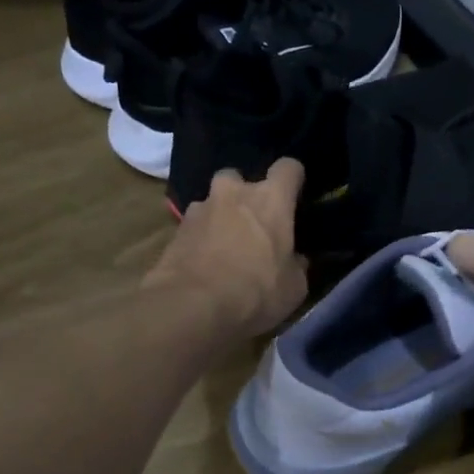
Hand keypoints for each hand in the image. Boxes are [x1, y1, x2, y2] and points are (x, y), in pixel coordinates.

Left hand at [144, 159, 307, 336]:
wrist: (193, 305)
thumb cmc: (256, 292)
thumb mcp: (294, 287)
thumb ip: (297, 265)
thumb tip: (295, 259)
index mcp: (271, 200)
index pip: (288, 168)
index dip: (294, 179)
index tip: (295, 195)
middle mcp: (234, 193)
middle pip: (241, 178)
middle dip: (246, 195)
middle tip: (253, 224)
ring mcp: (200, 208)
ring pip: (213, 201)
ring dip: (221, 217)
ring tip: (225, 247)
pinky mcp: (176, 229)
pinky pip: (195, 226)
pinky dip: (201, 238)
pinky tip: (205, 262)